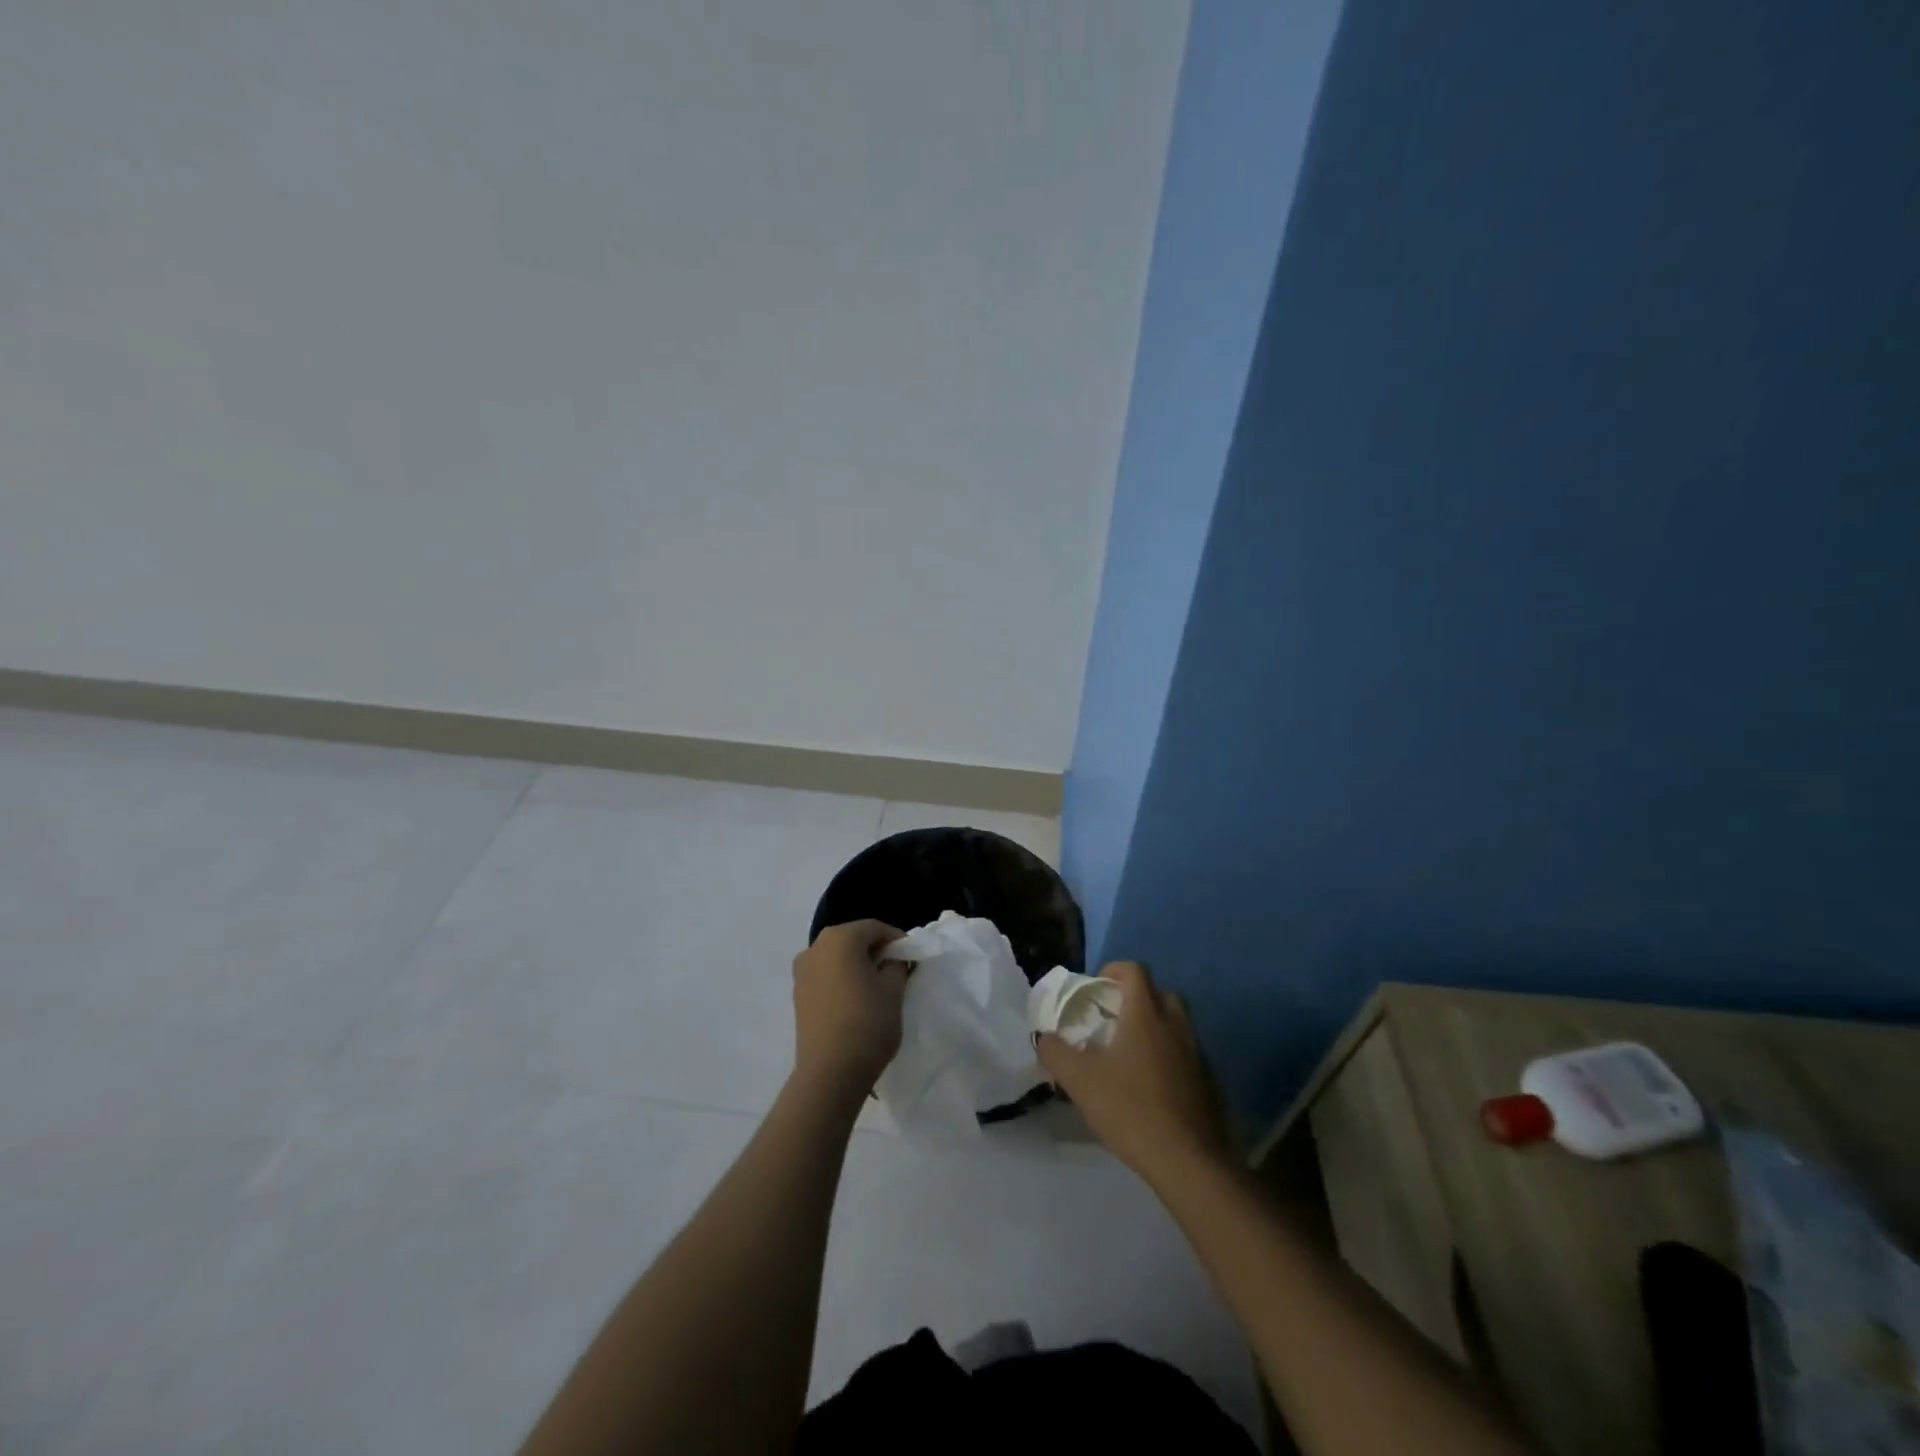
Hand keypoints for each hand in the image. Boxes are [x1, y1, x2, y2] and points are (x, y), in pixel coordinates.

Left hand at [791, 920, 907, 1100]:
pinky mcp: (797, 995)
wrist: (830, 1073)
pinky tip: (855, 1001)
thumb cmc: (867, 1022)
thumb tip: (892, 960)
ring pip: (837, 958)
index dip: (897, 939)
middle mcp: (815, 947)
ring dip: (857, 966)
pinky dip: (842, 980)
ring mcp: (802, 971)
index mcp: (840, 938)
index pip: (875, 928)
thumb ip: (897, 965)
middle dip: (876, 951)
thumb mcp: (894, 989)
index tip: (911, 958)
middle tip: (897, 971)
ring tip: (877, 988)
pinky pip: (825, 976)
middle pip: (853, 939)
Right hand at [1036, 961, 1233, 1185]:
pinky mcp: (1209, 1082)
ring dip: (1155, 1028)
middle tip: (1114, 1019)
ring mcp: (1197, 1053)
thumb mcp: (1079, 1081)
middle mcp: (1175, 1025)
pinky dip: (1170, 1057)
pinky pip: (1186, 1054)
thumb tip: (1043, 1037)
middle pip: (1160, 993)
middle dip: (1137, 998)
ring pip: (1176, 1024)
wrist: (1189, 1161)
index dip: (1113, 970)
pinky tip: (1152, 1086)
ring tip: (1130, 1054)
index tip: (1096, 988)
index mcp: (1145, 1015)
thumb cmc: (1130, 1109)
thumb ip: (1055, 1053)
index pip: (1134, 970)